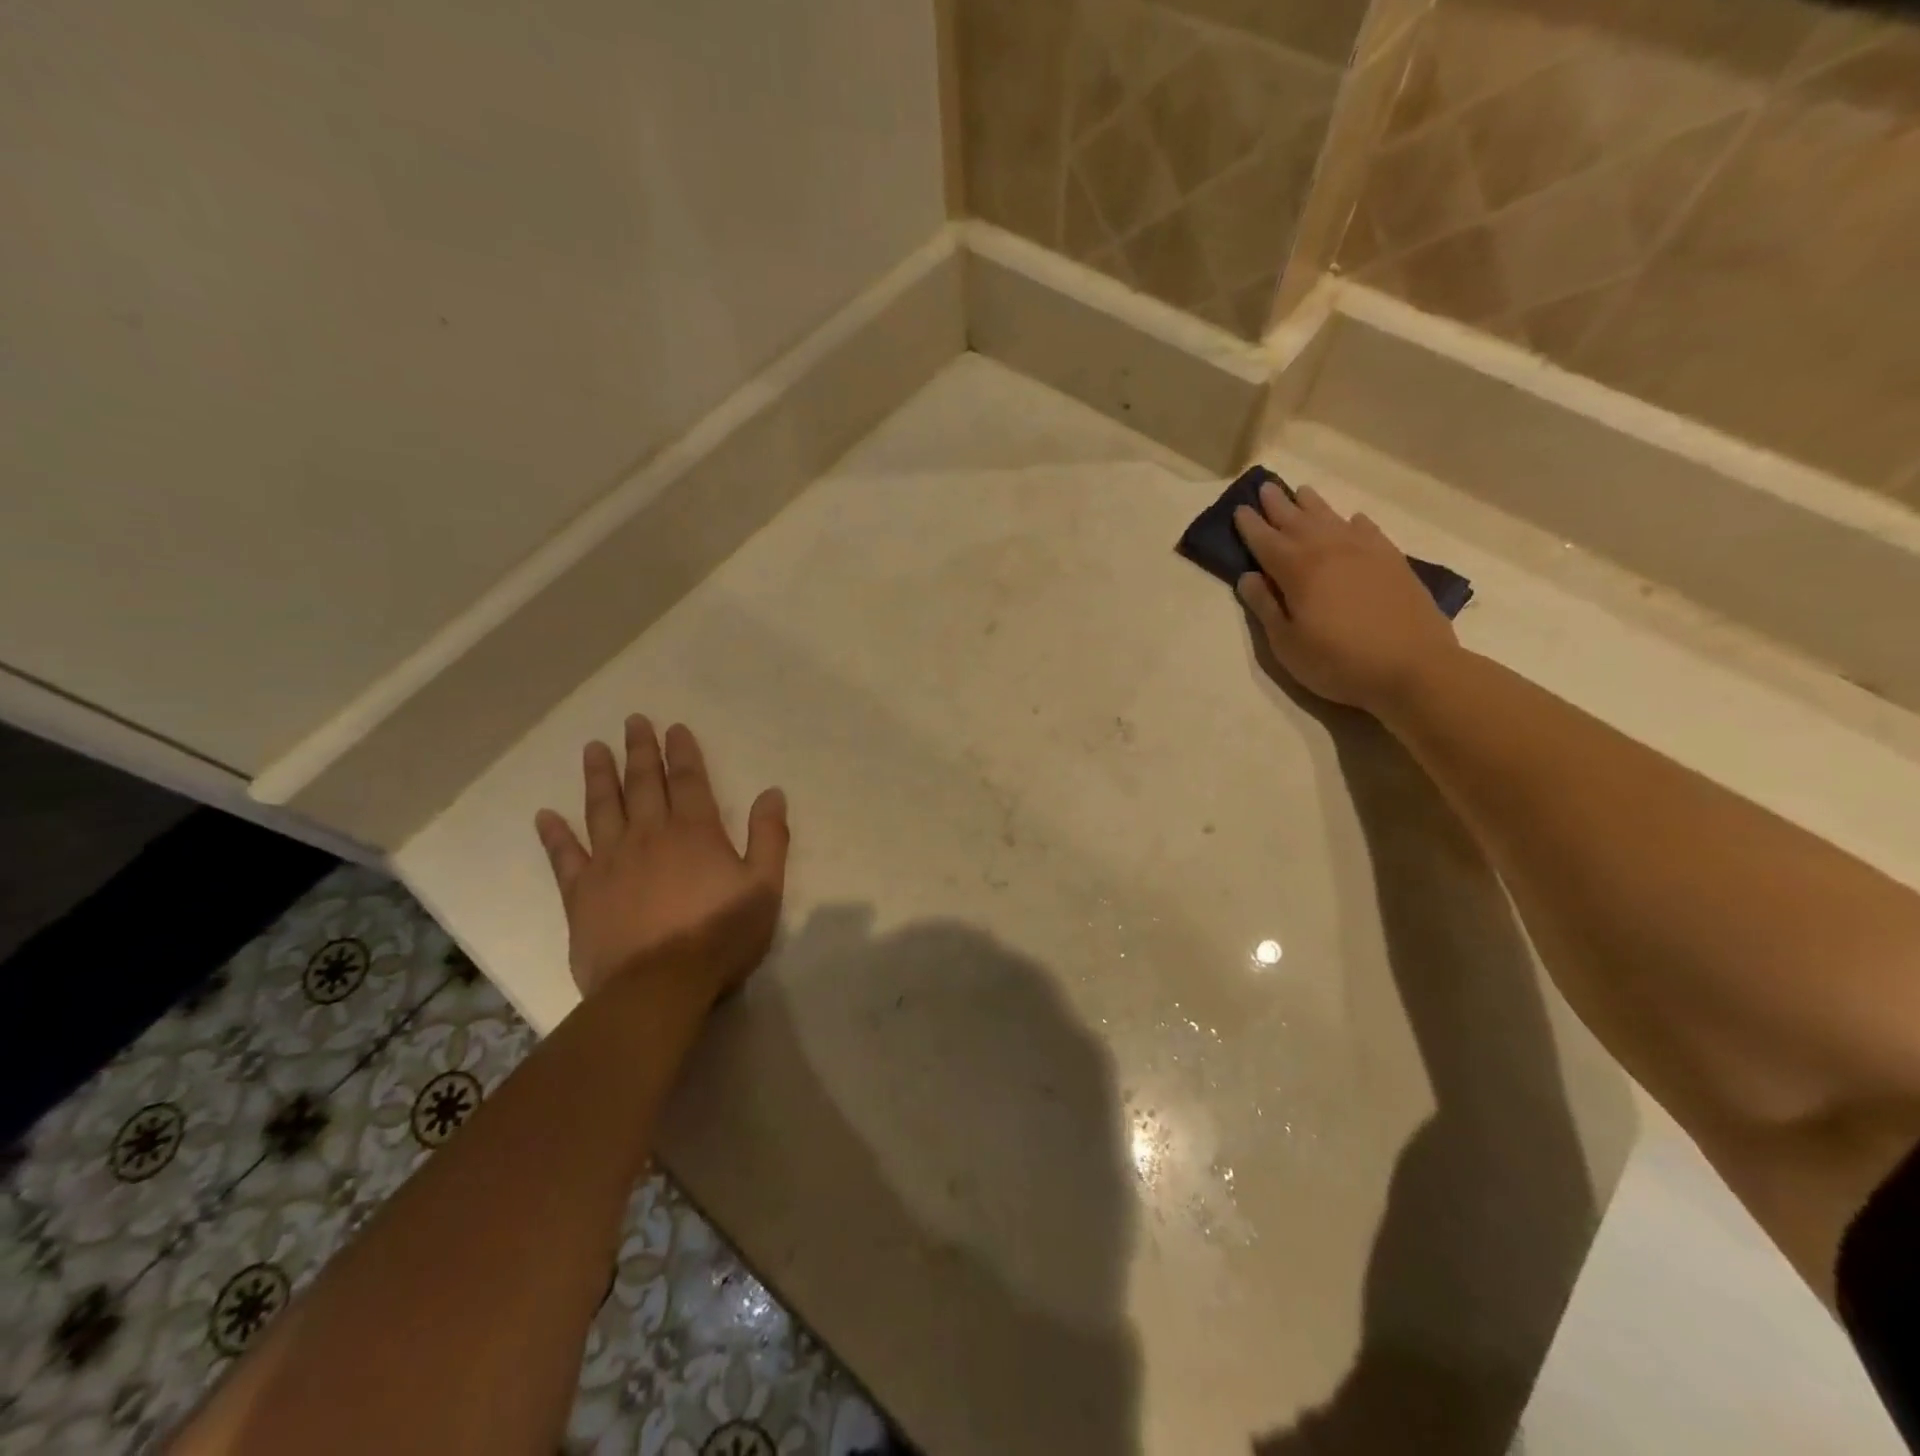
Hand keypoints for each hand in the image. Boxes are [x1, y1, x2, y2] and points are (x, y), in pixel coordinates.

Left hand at [533, 717, 789, 1004]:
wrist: (659, 986)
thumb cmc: (719, 935)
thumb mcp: (763, 887)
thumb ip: (769, 837)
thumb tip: (772, 793)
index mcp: (695, 832)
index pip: (689, 780)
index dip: (683, 751)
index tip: (674, 727)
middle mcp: (649, 834)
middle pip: (644, 783)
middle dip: (640, 750)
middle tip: (633, 721)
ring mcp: (610, 861)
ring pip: (603, 808)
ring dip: (599, 776)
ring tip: (594, 748)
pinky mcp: (581, 892)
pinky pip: (564, 856)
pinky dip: (554, 835)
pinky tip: (544, 816)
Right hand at [1233, 481, 1460, 714]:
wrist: (1413, 667)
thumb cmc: (1339, 661)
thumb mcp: (1287, 644)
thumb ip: (1265, 607)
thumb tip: (1248, 577)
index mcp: (1297, 570)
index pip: (1266, 541)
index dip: (1250, 526)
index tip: (1239, 509)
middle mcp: (1329, 550)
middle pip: (1297, 521)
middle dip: (1277, 505)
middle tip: (1264, 487)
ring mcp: (1365, 552)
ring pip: (1331, 518)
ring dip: (1312, 504)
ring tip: (1301, 491)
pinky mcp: (1393, 561)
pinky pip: (1368, 531)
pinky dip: (1354, 522)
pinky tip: (1352, 519)